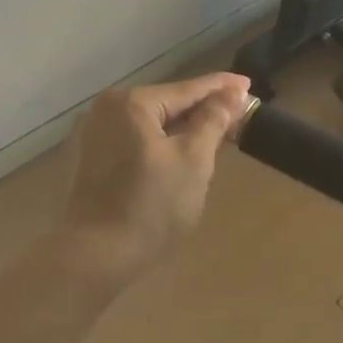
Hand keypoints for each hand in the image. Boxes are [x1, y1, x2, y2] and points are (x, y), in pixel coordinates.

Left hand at [56, 72, 250, 287]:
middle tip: (239, 115)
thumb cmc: (151, 206)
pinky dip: (161, 142)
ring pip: (152, 123)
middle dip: (203, 109)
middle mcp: (108, 109)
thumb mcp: (193, 160)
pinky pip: (136, 139)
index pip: (188, 89)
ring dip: (183, 128)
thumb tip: (231, 93)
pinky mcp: (92, 158)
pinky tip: (182, 153)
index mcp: (131, 103)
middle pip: (168, 103)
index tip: (249, 85)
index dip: (222, 88)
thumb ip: (213, 120)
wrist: (97, 256)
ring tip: (217, 133)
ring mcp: (95, 133)